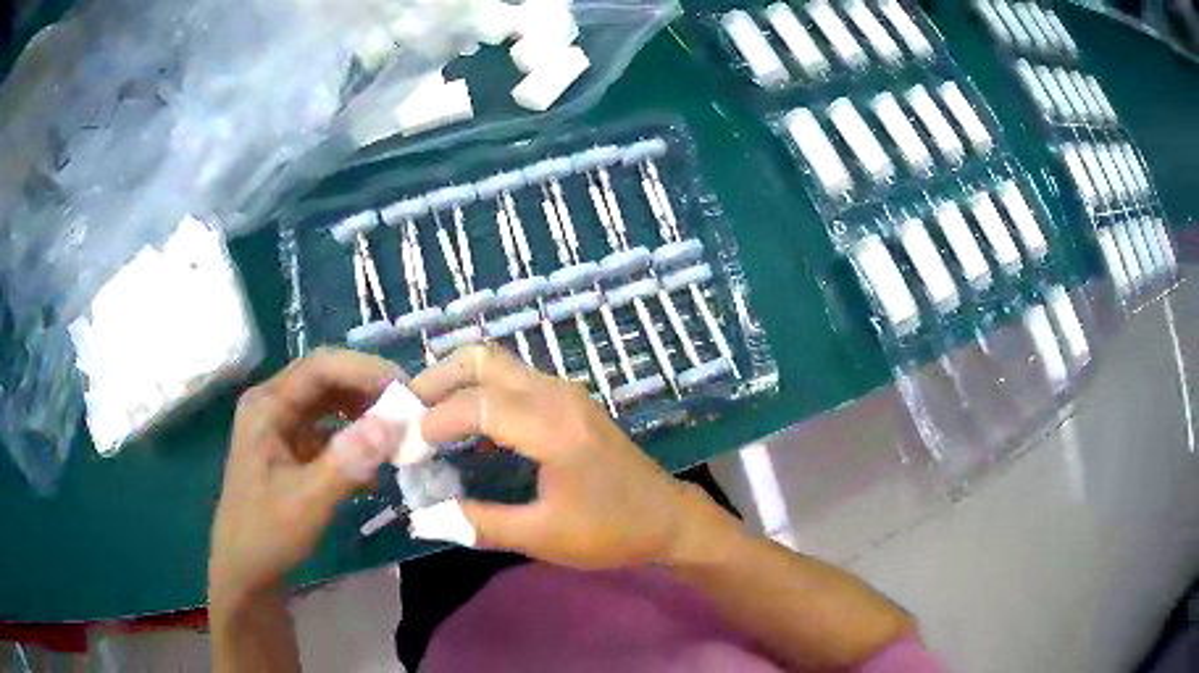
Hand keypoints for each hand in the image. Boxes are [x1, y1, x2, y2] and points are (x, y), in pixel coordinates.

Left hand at [208, 349, 402, 611]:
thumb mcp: (308, 501)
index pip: (320, 367)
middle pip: (325, 378)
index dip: (364, 371)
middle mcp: (272, 405)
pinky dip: (354, 436)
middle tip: (409, 407)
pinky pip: (327, 428)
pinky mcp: (290, 447)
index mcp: (267, 406)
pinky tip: (375, 458)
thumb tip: (393, 422)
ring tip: (397, 429)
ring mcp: (280, 425)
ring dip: (363, 411)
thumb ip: (347, 462)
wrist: (245, 570)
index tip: (406, 390)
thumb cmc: (268, 534)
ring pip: (329, 402)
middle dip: (368, 388)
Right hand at [411, 345, 717, 569]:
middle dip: (437, 380)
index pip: (477, 403)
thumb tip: (424, 516)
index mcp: (553, 428)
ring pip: (497, 363)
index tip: (409, 446)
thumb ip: (479, 523)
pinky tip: (465, 424)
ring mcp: (564, 392)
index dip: (436, 420)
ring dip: (457, 381)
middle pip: (483, 360)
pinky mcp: (568, 400)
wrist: (667, 517)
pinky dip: (479, 390)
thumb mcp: (542, 536)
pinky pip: (512, 378)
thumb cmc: (610, 530)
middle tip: (407, 413)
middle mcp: (556, 395)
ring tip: (427, 416)